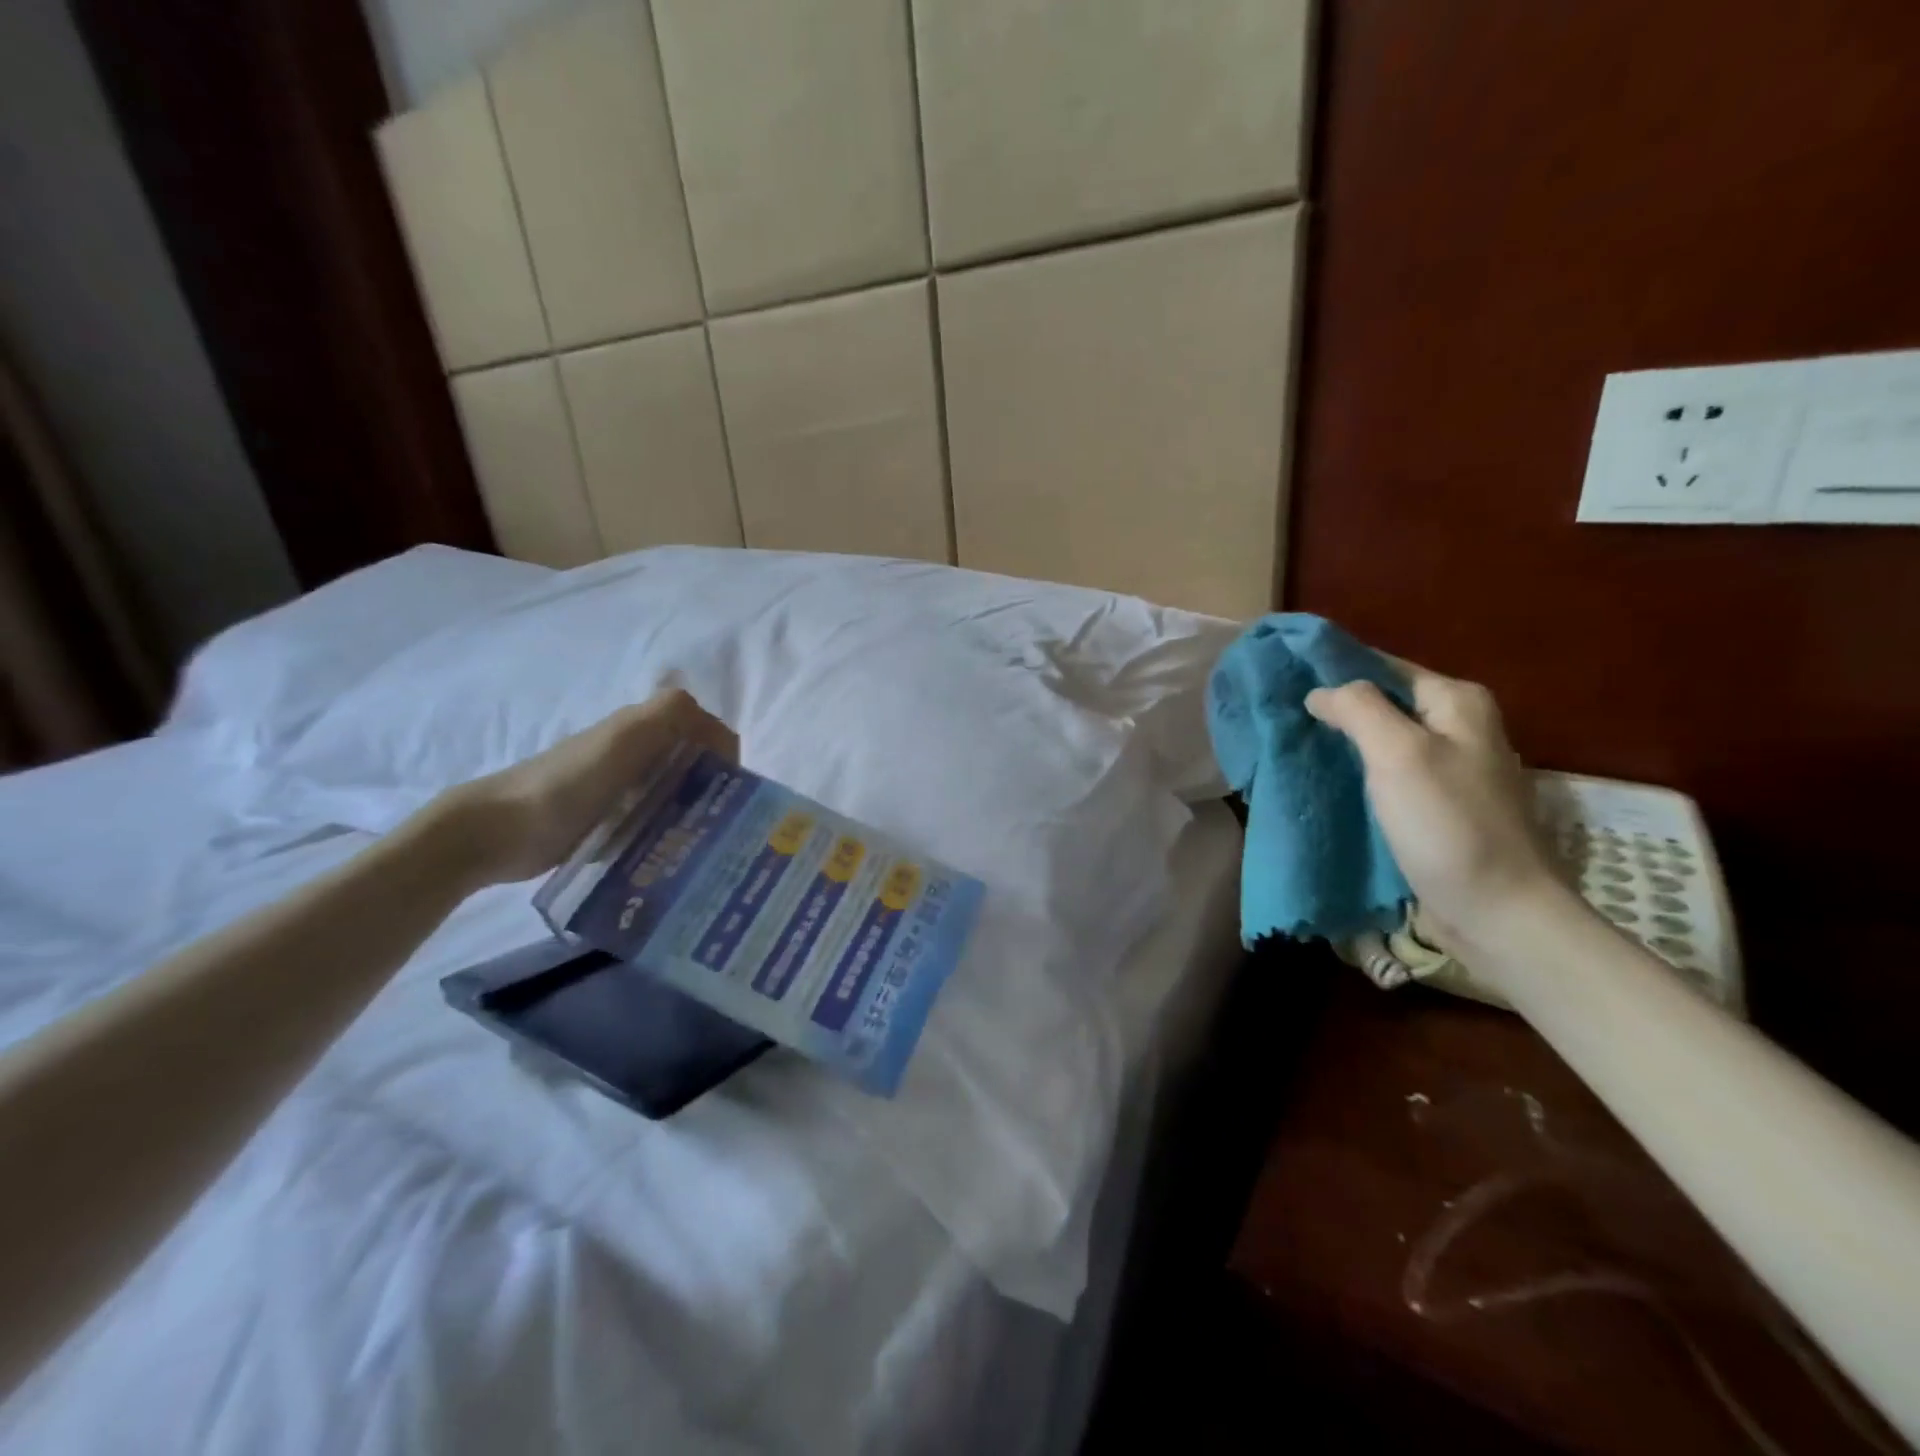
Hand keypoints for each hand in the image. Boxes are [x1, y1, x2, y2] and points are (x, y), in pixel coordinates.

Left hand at [433, 689, 736, 887]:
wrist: (498, 830)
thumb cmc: (568, 782)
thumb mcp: (625, 738)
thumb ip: (671, 716)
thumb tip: (722, 737)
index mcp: (645, 726)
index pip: (708, 732)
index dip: (726, 757)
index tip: (734, 795)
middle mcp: (639, 750)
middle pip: (695, 763)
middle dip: (715, 788)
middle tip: (723, 825)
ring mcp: (623, 785)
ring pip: (678, 792)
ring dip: (695, 812)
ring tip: (704, 844)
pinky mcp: (610, 817)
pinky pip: (654, 818)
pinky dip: (670, 831)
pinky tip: (673, 853)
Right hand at [1306, 663, 1563, 958]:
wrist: (1497, 911)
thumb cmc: (1447, 824)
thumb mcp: (1399, 754)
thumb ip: (1359, 709)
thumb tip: (1320, 691)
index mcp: (1457, 702)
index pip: (1382, 666)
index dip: (1334, 669)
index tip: (1282, 678)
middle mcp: (1459, 727)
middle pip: (1383, 702)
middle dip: (1334, 707)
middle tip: (1279, 714)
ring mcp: (1450, 768)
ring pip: (1382, 739)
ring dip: (1342, 742)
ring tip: (1291, 744)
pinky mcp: (1437, 805)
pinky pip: (1387, 774)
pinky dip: (1356, 772)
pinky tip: (1324, 779)